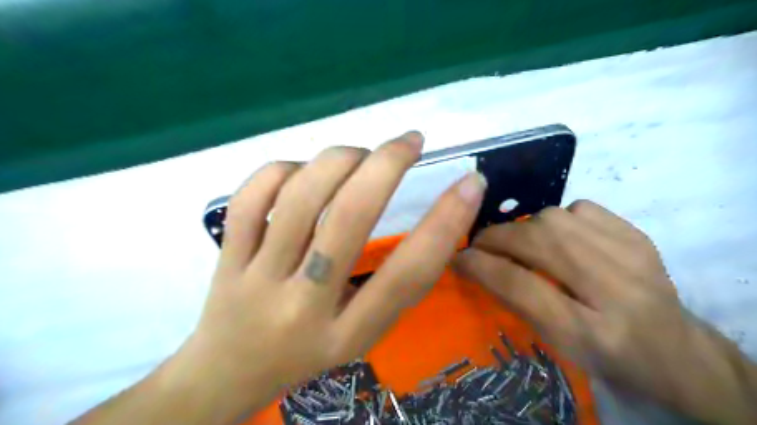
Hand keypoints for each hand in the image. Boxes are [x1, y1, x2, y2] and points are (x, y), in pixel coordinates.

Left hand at [180, 130, 484, 414]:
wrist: (230, 373)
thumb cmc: (309, 352)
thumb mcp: (363, 333)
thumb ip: (393, 286)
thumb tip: (431, 218)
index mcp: (348, 334)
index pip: (407, 275)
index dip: (446, 223)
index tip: (470, 183)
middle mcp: (303, 306)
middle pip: (348, 218)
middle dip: (386, 165)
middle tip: (410, 141)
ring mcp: (257, 278)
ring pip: (299, 198)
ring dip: (339, 160)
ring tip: (359, 155)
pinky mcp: (226, 257)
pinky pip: (250, 198)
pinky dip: (282, 169)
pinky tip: (302, 171)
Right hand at [451, 200, 753, 424]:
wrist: (677, 352)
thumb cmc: (607, 357)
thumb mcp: (556, 344)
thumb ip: (516, 302)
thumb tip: (476, 265)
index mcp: (591, 333)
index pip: (521, 287)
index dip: (481, 266)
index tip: (458, 257)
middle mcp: (616, 290)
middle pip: (538, 243)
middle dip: (496, 238)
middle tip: (480, 244)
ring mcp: (633, 255)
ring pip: (554, 219)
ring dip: (523, 227)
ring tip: (516, 242)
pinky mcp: (638, 235)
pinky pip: (579, 208)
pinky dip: (557, 218)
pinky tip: (558, 236)